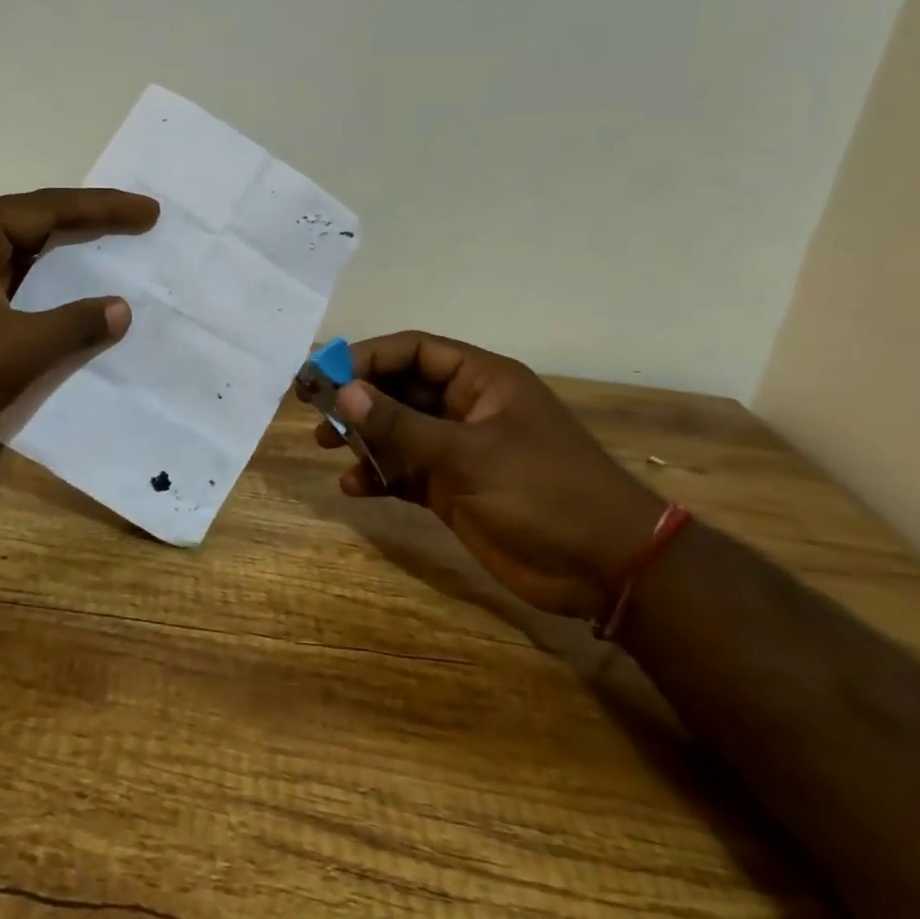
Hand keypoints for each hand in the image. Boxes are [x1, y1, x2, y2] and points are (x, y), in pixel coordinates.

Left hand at [0, 188, 158, 456]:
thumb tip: (121, 309)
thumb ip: (75, 325)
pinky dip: (43, 290)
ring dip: (65, 260)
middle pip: (36, 224)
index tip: (149, 213)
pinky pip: (9, 284)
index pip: (51, 208)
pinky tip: (68, 302)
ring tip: (113, 257)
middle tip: (139, 226)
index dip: (105, 209)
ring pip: (22, 256)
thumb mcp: (18, 348)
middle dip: (89, 226)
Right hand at [308, 332, 664, 619]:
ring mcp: (459, 450)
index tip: (325, 374)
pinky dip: (378, 476)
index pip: (414, 351)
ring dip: (363, 437)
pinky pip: (404, 471)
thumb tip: (343, 392)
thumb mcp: (468, 454)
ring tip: (327, 447)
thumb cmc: (543, 492)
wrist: (603, 568)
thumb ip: (401, 425)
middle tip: (316, 411)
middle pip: (400, 389)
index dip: (368, 357)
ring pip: (397, 431)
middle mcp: (466, 408)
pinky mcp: (452, 488)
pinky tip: (355, 487)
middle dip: (358, 398)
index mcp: (481, 381)